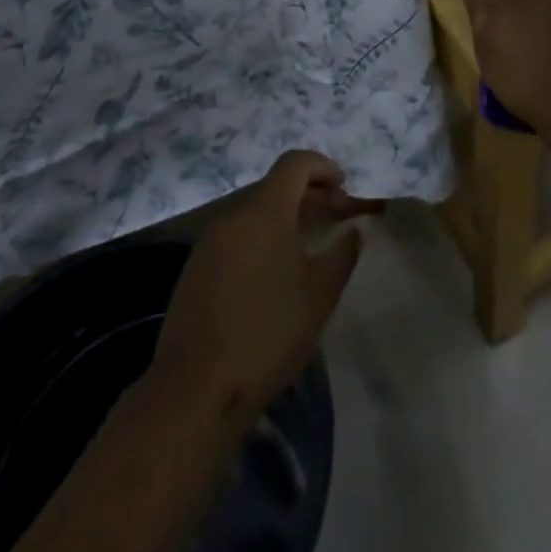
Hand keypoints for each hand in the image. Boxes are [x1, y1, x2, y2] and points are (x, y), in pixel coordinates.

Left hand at [152, 151, 382, 433]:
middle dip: (309, 194)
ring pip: (255, 210)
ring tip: (310, 244)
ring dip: (285, 216)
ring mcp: (210, 239)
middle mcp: (234, 214)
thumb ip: (342, 254)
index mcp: (265, 210)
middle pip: (275, 185)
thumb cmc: (267, 334)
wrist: (196, 388)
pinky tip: (275, 270)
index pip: (295, 163)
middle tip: (337, 217)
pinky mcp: (197, 265)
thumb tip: (354, 229)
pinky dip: (262, 235)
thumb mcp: (319, 296)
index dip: (323, 167)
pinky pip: (237, 233)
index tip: (344, 188)